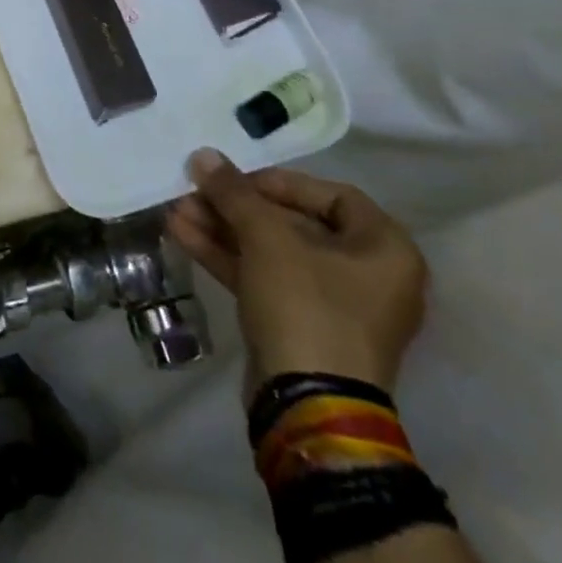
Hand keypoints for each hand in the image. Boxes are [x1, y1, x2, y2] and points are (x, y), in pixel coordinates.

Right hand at [169, 152, 426, 396]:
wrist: (307, 407)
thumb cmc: (307, 307)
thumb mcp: (268, 239)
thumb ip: (235, 193)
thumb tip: (203, 155)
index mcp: (384, 249)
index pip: (332, 195)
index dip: (279, 182)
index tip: (236, 180)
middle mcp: (367, 275)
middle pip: (294, 224)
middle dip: (237, 207)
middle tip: (195, 191)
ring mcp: (332, 306)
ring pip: (272, 253)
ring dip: (223, 230)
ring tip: (176, 211)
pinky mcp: (300, 327)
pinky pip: (264, 279)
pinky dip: (227, 258)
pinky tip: (183, 236)